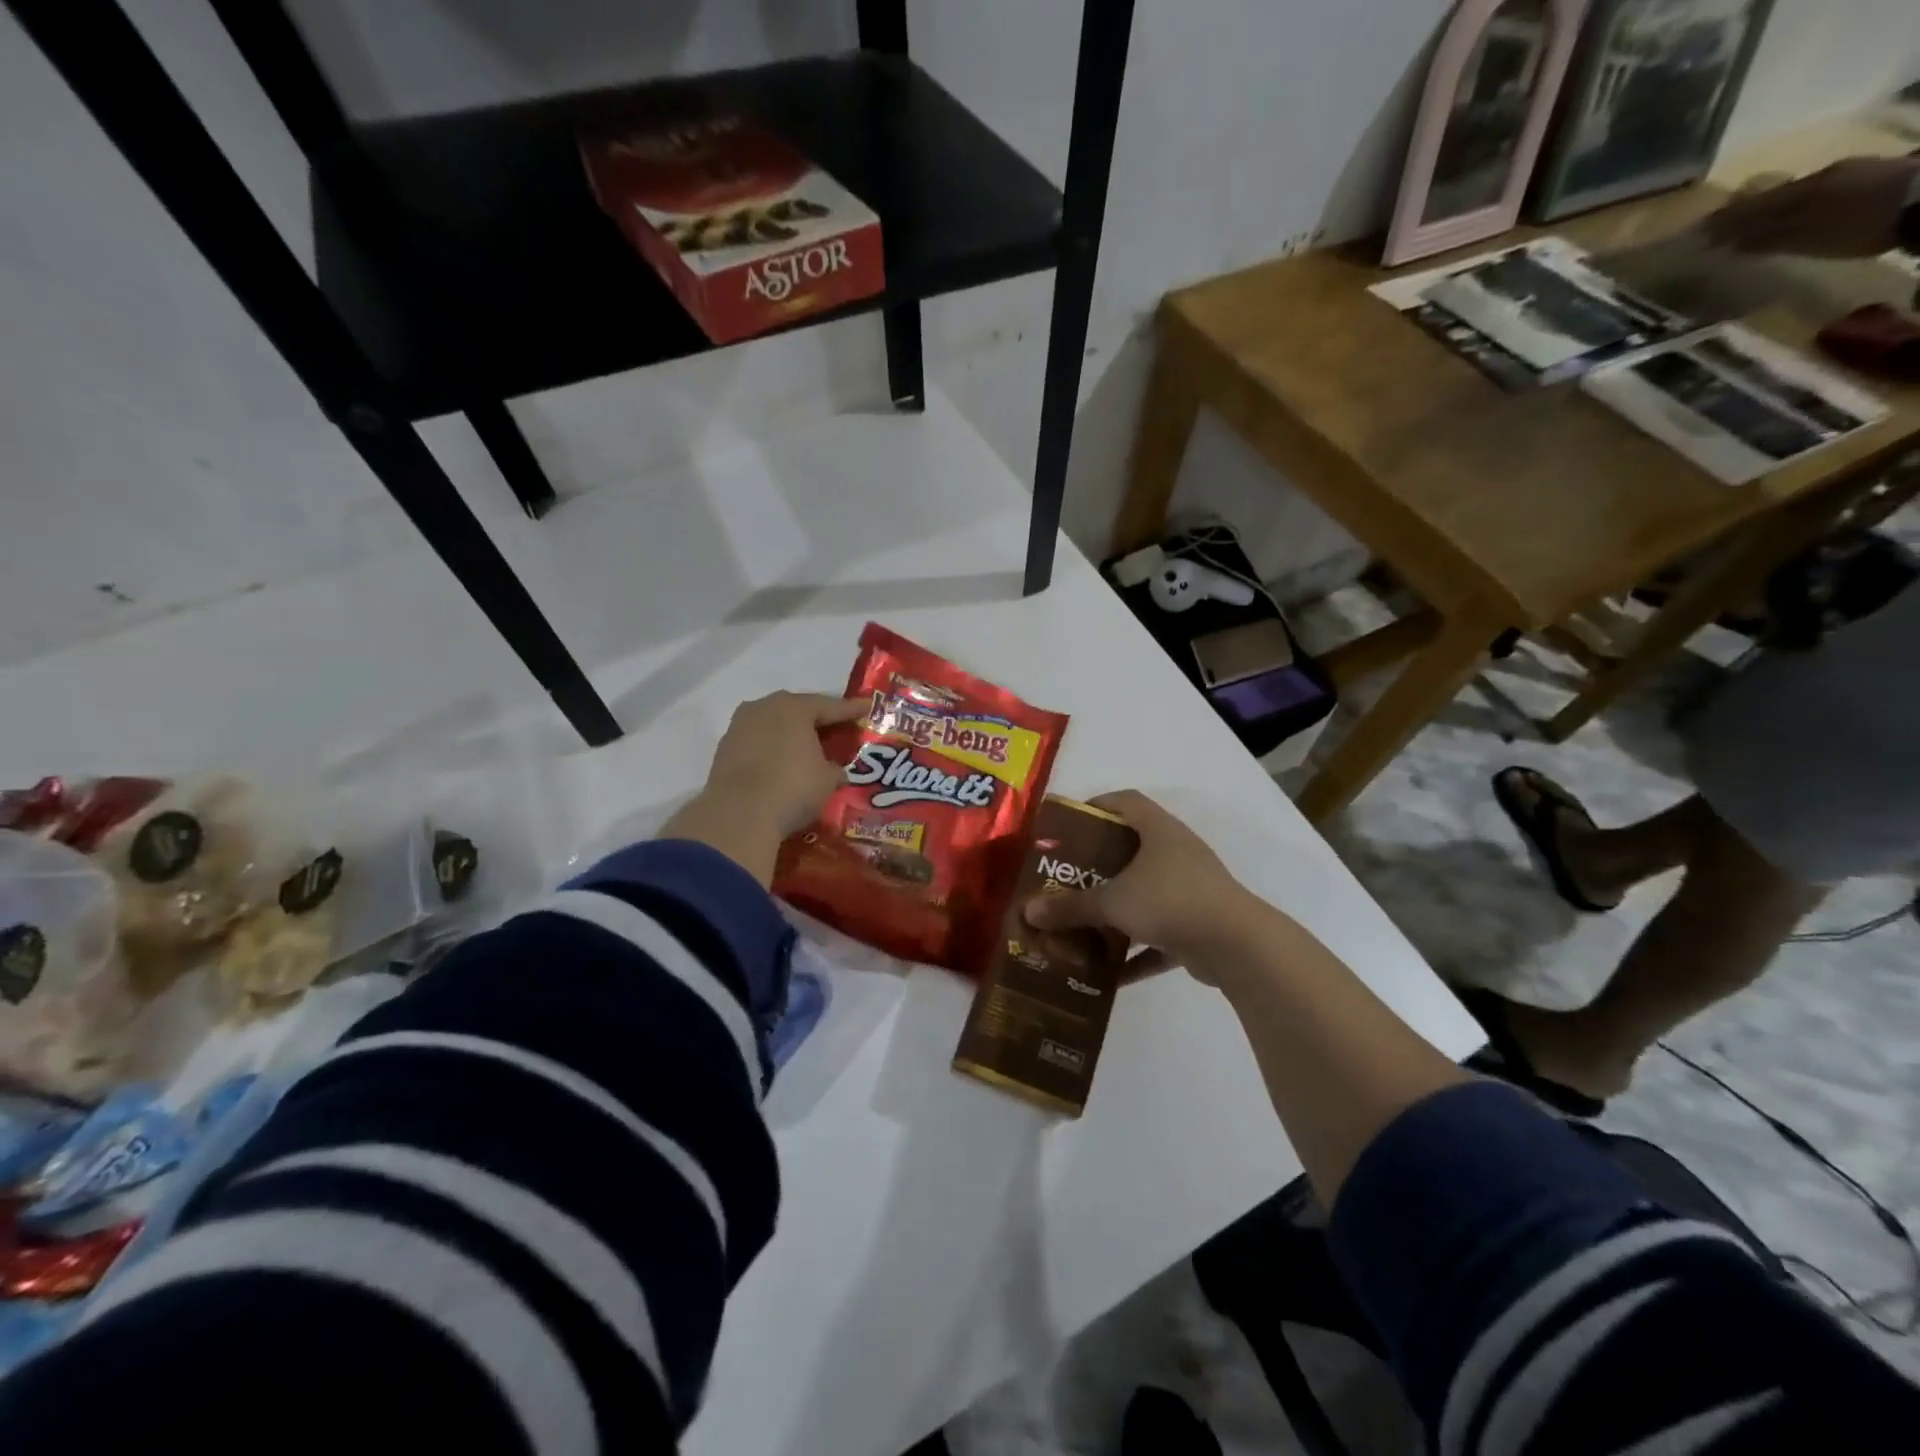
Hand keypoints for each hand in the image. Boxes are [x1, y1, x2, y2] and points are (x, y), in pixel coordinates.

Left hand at [662, 691, 867, 883]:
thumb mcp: (827, 779)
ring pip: (773, 725)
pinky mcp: (724, 750)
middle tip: (836, 726)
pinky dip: (771, 750)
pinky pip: (757, 743)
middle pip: (797, 710)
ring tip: (806, 746)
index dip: (851, 709)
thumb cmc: (793, 787)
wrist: (739, 814)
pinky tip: (781, 763)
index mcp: (794, 707)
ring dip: (790, 734)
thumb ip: (834, 768)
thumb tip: (834, 769)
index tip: (866, 708)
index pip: (830, 706)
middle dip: (817, 718)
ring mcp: (739, 727)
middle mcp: (764, 707)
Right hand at [1022, 790, 1265, 983]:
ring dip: (1116, 913)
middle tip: (1065, 880)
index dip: (1096, 806)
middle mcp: (1177, 853)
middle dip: (1098, 868)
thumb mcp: (1113, 902)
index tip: (1068, 826)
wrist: (1238, 945)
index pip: (1125, 801)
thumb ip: (1070, 907)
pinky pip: (1160, 935)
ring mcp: (1192, 889)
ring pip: (1145, 895)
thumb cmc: (1170, 901)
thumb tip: (1029, 911)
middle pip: (1131, 850)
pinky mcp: (1200, 925)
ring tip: (1082, 927)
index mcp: (1159, 831)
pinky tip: (1110, 975)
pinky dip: (1138, 952)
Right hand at [1704, 157, 1919, 257]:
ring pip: (1796, 193)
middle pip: (1774, 196)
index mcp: (1801, 189)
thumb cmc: (1858, 221)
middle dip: (1746, 211)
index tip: (1697, 231)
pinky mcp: (1870, 181)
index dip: (1723, 220)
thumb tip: (1723, 241)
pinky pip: (1820, 193)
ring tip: (1754, 222)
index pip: (1751, 206)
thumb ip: (1765, 237)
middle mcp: (1821, 176)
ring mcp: (1849, 175)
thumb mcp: (1806, 235)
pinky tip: (1796, 214)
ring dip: (1773, 207)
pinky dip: (1799, 206)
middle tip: (1719, 225)